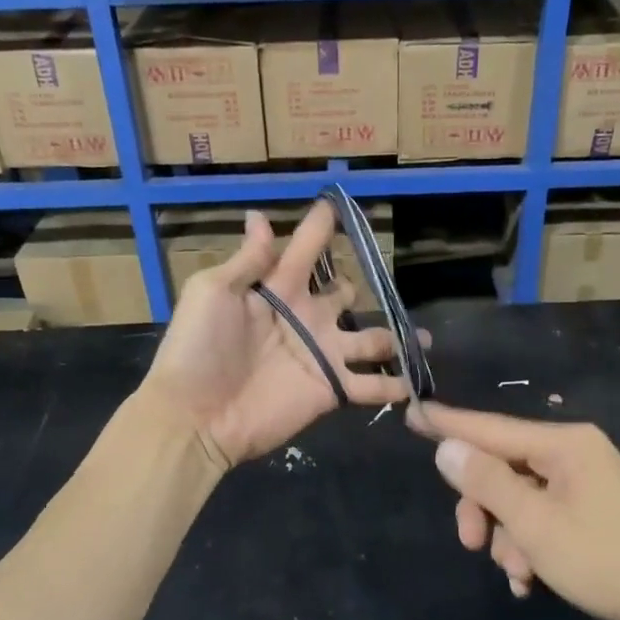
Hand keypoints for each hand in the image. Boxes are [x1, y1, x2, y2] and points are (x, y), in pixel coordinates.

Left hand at [145, 203, 416, 466]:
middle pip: (344, 295)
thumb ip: (248, 260)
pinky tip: (418, 381)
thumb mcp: (213, 292)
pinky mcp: (332, 390)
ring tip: (424, 338)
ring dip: (397, 338)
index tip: (339, 204)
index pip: (306, 251)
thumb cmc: (198, 348)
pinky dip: (396, 384)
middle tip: (386, 278)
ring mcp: (324, 356)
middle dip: (359, 286)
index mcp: (278, 289)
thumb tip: (260, 216)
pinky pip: (372, 385)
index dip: (321, 228)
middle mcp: (307, 318)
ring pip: (371, 340)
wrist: (196, 416)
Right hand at [412, 402, 619, 619]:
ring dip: (510, 537)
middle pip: (503, 469)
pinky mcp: (593, 510)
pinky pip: (544, 517)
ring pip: (521, 499)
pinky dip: (531, 544)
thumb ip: (487, 482)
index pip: (491, 428)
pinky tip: (531, 581)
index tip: (411, 411)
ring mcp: (586, 482)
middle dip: (484, 509)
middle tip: (471, 545)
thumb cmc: (606, 561)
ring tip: (520, 575)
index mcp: (564, 444)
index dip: (448, 424)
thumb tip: (447, 447)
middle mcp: (575, 453)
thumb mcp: (535, 524)